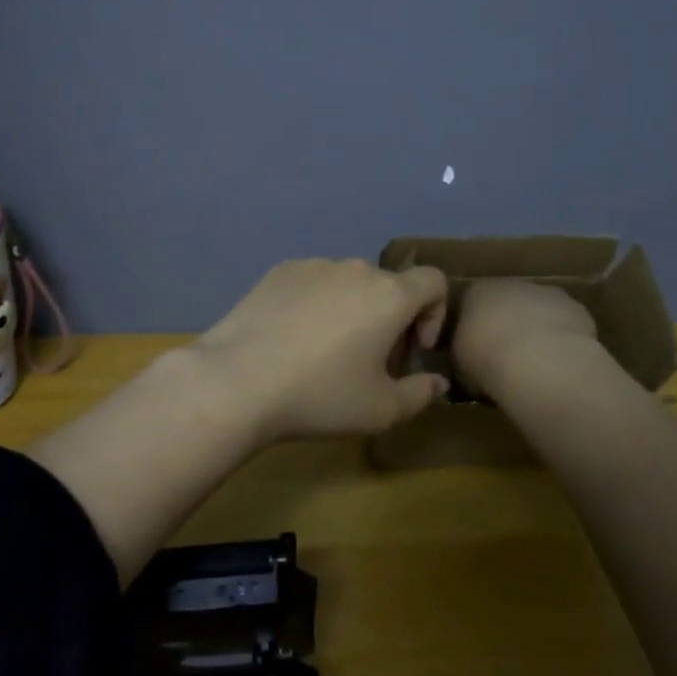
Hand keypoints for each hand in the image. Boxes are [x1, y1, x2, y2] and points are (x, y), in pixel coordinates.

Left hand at [191, 259, 449, 440]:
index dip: (434, 314)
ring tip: (327, 352)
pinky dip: (316, 304)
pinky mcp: (278, 272)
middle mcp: (354, 268)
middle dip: (390, 320)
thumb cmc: (321, 394)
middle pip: (388, 286)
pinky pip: (312, 284)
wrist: (239, 380)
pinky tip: (293, 340)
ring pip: (348, 284)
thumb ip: (421, 394)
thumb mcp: (382, 409)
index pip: (433, 281)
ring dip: (352, 310)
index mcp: (389, 294)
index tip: (413, 351)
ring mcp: (313, 266)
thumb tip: (437, 382)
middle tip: (371, 363)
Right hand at [451, 279, 607, 400]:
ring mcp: (548, 294)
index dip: (475, 328)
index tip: (476, 351)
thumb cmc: (487, 357)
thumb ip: (464, 353)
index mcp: (478, 290)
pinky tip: (559, 365)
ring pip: (539, 312)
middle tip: (506, 358)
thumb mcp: (460, 361)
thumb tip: (469, 360)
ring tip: (536, 366)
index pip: (472, 303)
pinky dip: (562, 341)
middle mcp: (513, 284)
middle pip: (508, 303)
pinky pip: (565, 327)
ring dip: (537, 332)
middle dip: (508, 325)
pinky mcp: (578, 310)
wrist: (538, 361)